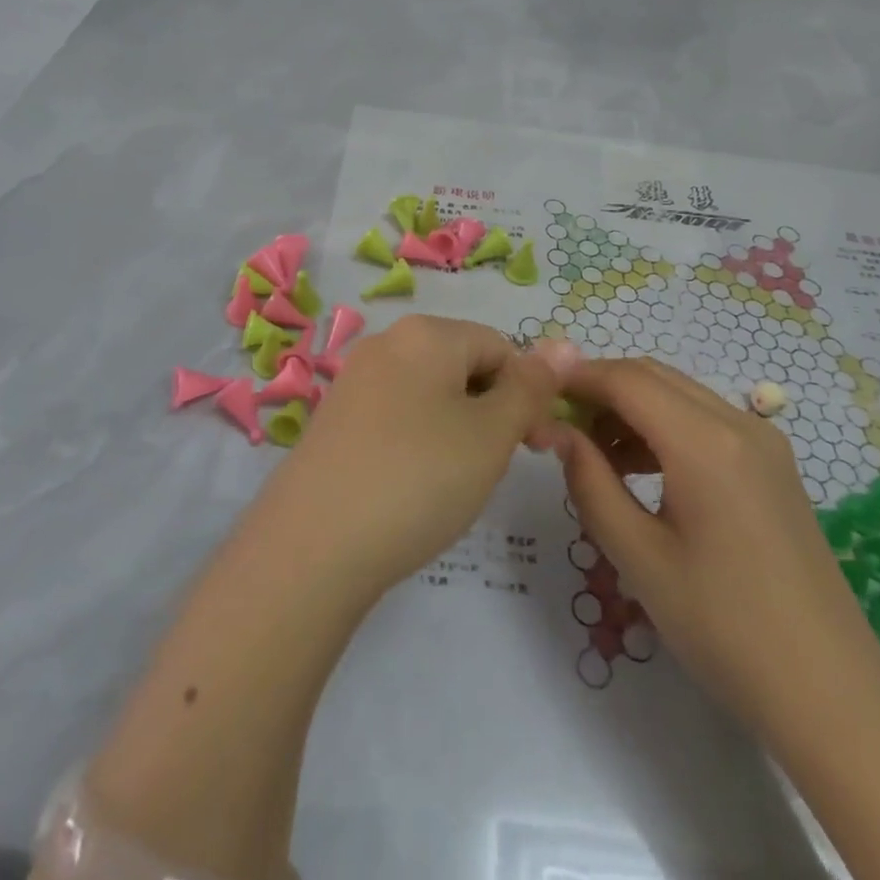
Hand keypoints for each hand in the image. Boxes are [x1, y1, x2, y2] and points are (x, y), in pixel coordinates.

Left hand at [258, 317, 572, 600]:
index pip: (500, 347)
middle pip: (463, 366)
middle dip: (490, 411)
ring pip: (430, 394)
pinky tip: (412, 486)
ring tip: (451, 482)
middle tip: (491, 468)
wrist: (313, 545)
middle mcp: (386, 342)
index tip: (537, 449)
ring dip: (457, 430)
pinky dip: (418, 443)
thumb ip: (531, 387)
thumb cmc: (418, 478)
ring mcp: (354, 380)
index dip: (527, 394)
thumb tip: (566, 342)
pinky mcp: (335, 418)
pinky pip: (396, 416)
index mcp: (426, 333)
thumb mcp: (491, 434)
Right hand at [543, 358, 879, 735]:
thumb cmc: (724, 628)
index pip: (625, 379)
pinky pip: (705, 421)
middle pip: (653, 376)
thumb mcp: (638, 557)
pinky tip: (642, 472)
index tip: (536, 395)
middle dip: (601, 390)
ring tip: (596, 456)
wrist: (832, 697)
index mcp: (705, 442)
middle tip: (560, 427)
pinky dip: (664, 428)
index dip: (576, 378)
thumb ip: (589, 481)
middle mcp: (739, 423)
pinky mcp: (774, 466)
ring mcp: (764, 442)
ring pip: (679, 395)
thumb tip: (554, 431)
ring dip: (632, 409)